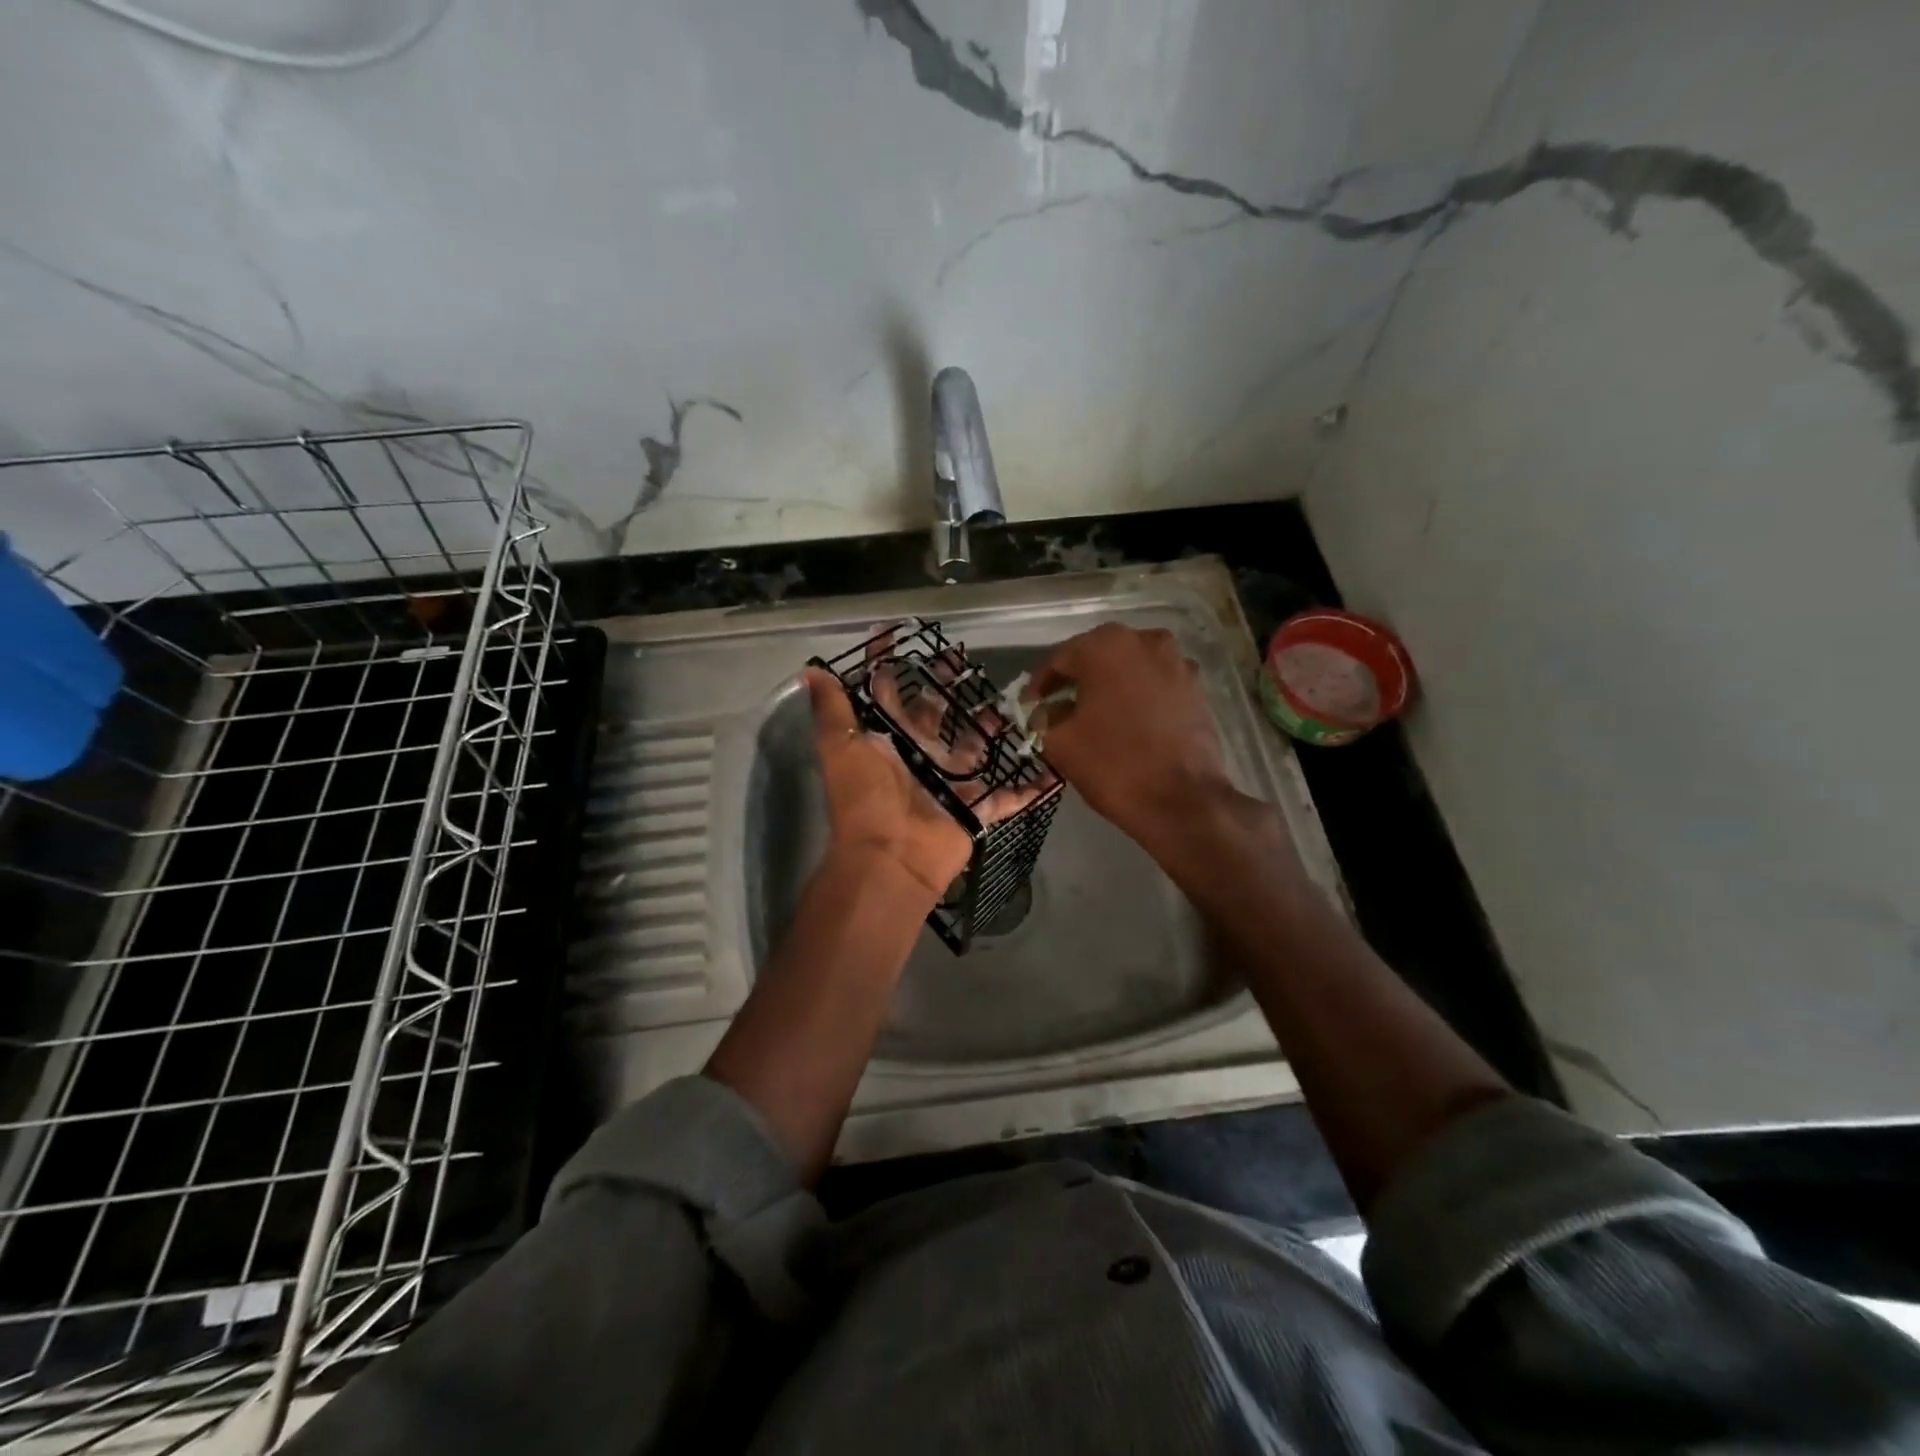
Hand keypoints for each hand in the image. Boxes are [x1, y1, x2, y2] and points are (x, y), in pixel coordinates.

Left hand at [803, 663, 1044, 899]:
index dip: (888, 665)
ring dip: (989, 729)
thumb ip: (833, 709)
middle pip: (936, 716)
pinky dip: (1030, 789)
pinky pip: (1008, 797)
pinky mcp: (976, 808)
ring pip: (974, 749)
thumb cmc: (866, 796)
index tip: (897, 634)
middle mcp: (919, 756)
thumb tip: (810, 670)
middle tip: (963, 661)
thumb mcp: (842, 747)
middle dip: (947, 689)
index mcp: (889, 739)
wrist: (891, 857)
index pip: (888, 694)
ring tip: (1010, 702)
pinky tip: (1052, 770)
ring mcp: (950, 783)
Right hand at [1025, 624, 1236, 852]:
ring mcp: (1177, 661)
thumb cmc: (1113, 764)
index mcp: (1106, 646)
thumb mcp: (1059, 742)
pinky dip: (1137, 696)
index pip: (1060, 659)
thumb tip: (1045, 711)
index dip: (1040, 685)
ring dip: (1109, 687)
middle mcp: (1145, 640)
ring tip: (1094, 716)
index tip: (1030, 707)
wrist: (1183, 801)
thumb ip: (1043, 717)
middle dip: (1076, 681)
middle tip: (1058, 709)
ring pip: (1129, 668)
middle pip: (1097, 657)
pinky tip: (1127, 722)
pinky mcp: (1197, 687)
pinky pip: (1154, 684)